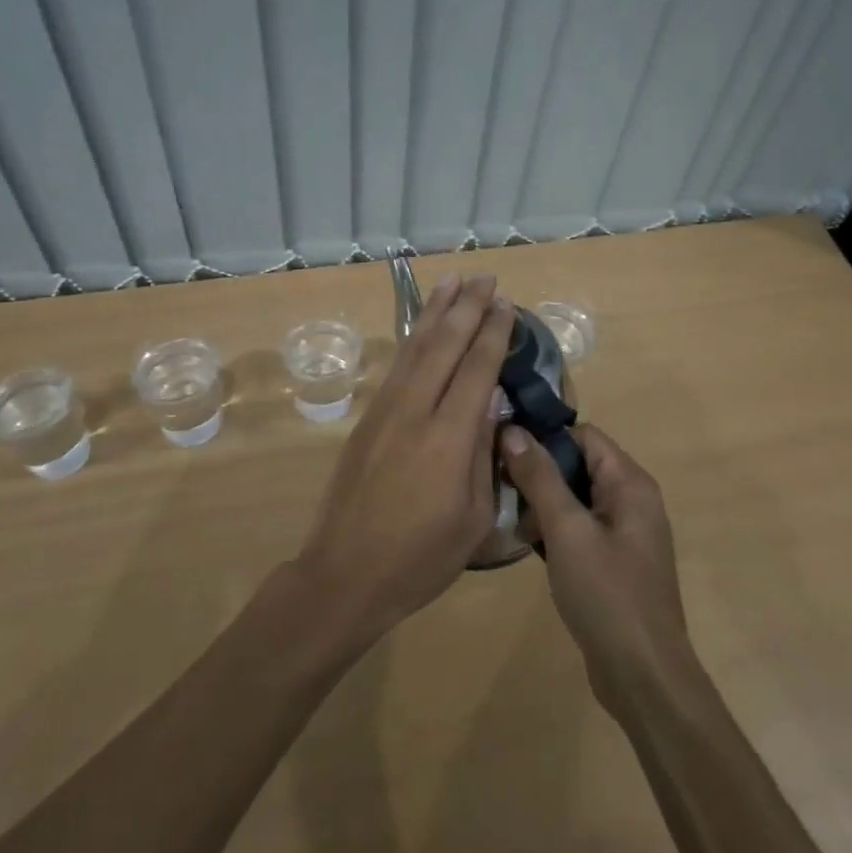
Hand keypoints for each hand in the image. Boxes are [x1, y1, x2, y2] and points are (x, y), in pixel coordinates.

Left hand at [296, 274, 515, 643]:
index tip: (506, 303)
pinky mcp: (368, 419)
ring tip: (453, 281)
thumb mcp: (474, 519)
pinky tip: (422, 326)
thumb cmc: (421, 558)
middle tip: (486, 278)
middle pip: (445, 346)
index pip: (477, 370)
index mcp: (449, 438)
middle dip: (468, 308)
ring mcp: (386, 411)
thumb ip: (485, 455)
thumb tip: (491, 403)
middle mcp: (416, 411)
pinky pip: (398, 366)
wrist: (345, 574)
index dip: (493, 333)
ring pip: (415, 348)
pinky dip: (412, 338)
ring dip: (436, 311)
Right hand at [500, 423, 694, 711]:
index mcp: (630, 483)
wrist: (644, 678)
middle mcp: (632, 500)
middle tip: (502, 490)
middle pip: (578, 464)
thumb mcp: (567, 530)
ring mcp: (625, 533)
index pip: (582, 435)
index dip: (544, 438)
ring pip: (575, 498)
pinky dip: (555, 531)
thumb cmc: (607, 595)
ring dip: (543, 505)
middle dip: (539, 474)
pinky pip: (580, 528)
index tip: (503, 451)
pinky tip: (530, 548)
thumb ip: (540, 477)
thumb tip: (512, 430)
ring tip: (512, 523)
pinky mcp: (615, 561)